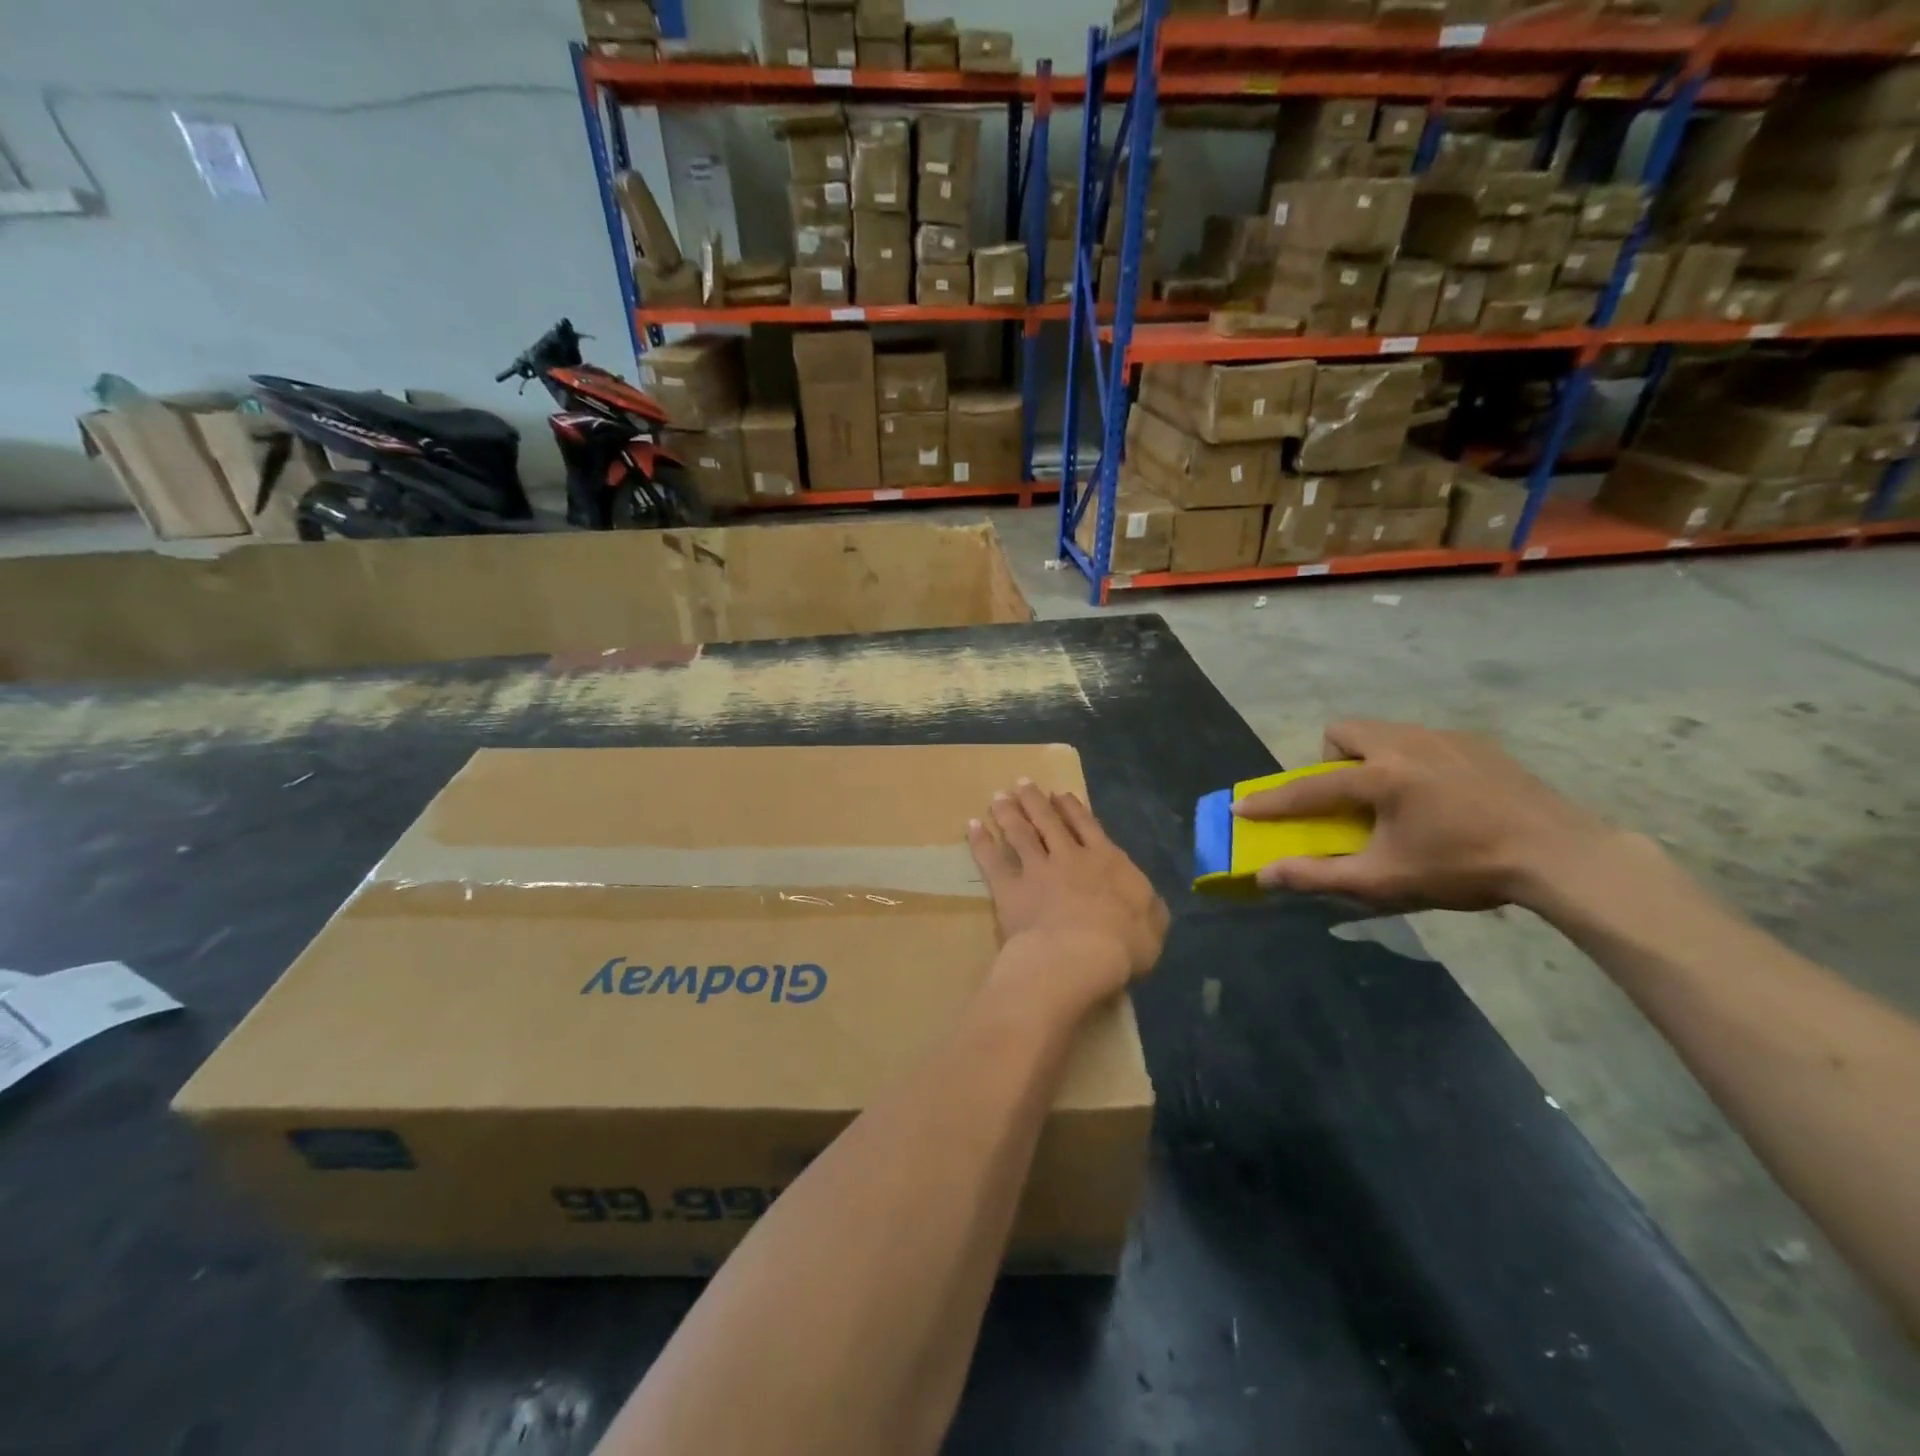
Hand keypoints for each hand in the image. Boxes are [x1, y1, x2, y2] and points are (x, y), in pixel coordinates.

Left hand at [967, 780, 1168, 1010]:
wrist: (1079, 954)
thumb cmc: (1124, 944)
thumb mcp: (1153, 926)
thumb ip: (1150, 908)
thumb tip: (1148, 900)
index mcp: (1107, 861)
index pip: (1087, 826)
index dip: (1072, 809)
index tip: (1059, 795)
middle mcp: (1070, 857)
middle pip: (1049, 822)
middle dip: (1035, 801)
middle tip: (1022, 784)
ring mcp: (1037, 870)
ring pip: (1020, 833)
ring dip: (1009, 813)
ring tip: (998, 797)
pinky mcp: (1010, 888)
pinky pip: (992, 860)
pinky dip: (981, 843)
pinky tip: (973, 827)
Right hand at [1235, 721, 1613, 911]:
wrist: (1560, 855)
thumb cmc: (1464, 868)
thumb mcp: (1385, 880)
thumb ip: (1319, 875)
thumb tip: (1265, 875)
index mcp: (1381, 776)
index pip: (1309, 787)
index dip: (1271, 801)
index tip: (1241, 807)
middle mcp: (1405, 743)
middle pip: (1343, 731)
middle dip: (1330, 760)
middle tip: (1348, 798)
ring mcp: (1443, 737)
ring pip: (1382, 730)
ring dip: (1369, 757)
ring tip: (1393, 797)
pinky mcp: (1474, 742)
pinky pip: (1420, 739)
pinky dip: (1409, 760)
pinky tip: (1437, 796)